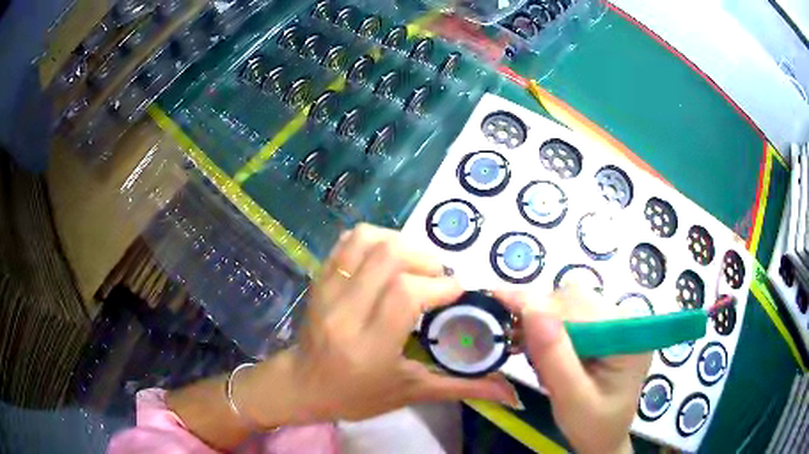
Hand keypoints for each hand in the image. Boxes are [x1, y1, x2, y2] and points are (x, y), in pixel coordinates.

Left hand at [243, 224, 519, 425]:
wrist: (303, 384)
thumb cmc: (356, 395)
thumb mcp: (411, 393)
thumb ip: (461, 387)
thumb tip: (511, 394)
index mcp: (368, 346)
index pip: (406, 294)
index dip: (440, 284)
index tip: (457, 291)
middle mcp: (344, 312)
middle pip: (388, 257)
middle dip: (426, 260)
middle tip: (438, 279)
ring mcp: (327, 290)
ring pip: (368, 240)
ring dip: (402, 243)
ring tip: (415, 266)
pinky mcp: (319, 278)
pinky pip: (348, 241)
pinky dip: (375, 239)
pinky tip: (388, 259)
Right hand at [495, 287, 650, 453]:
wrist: (601, 436)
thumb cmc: (591, 424)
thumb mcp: (572, 398)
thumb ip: (554, 357)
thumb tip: (530, 308)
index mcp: (628, 335)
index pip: (581, 306)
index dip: (538, 304)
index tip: (496, 299)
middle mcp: (623, 320)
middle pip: (573, 298)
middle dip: (538, 315)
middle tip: (510, 340)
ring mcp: (612, 322)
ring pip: (567, 303)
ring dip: (539, 321)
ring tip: (525, 349)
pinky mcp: (600, 329)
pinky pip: (568, 315)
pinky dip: (545, 328)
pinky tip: (538, 349)